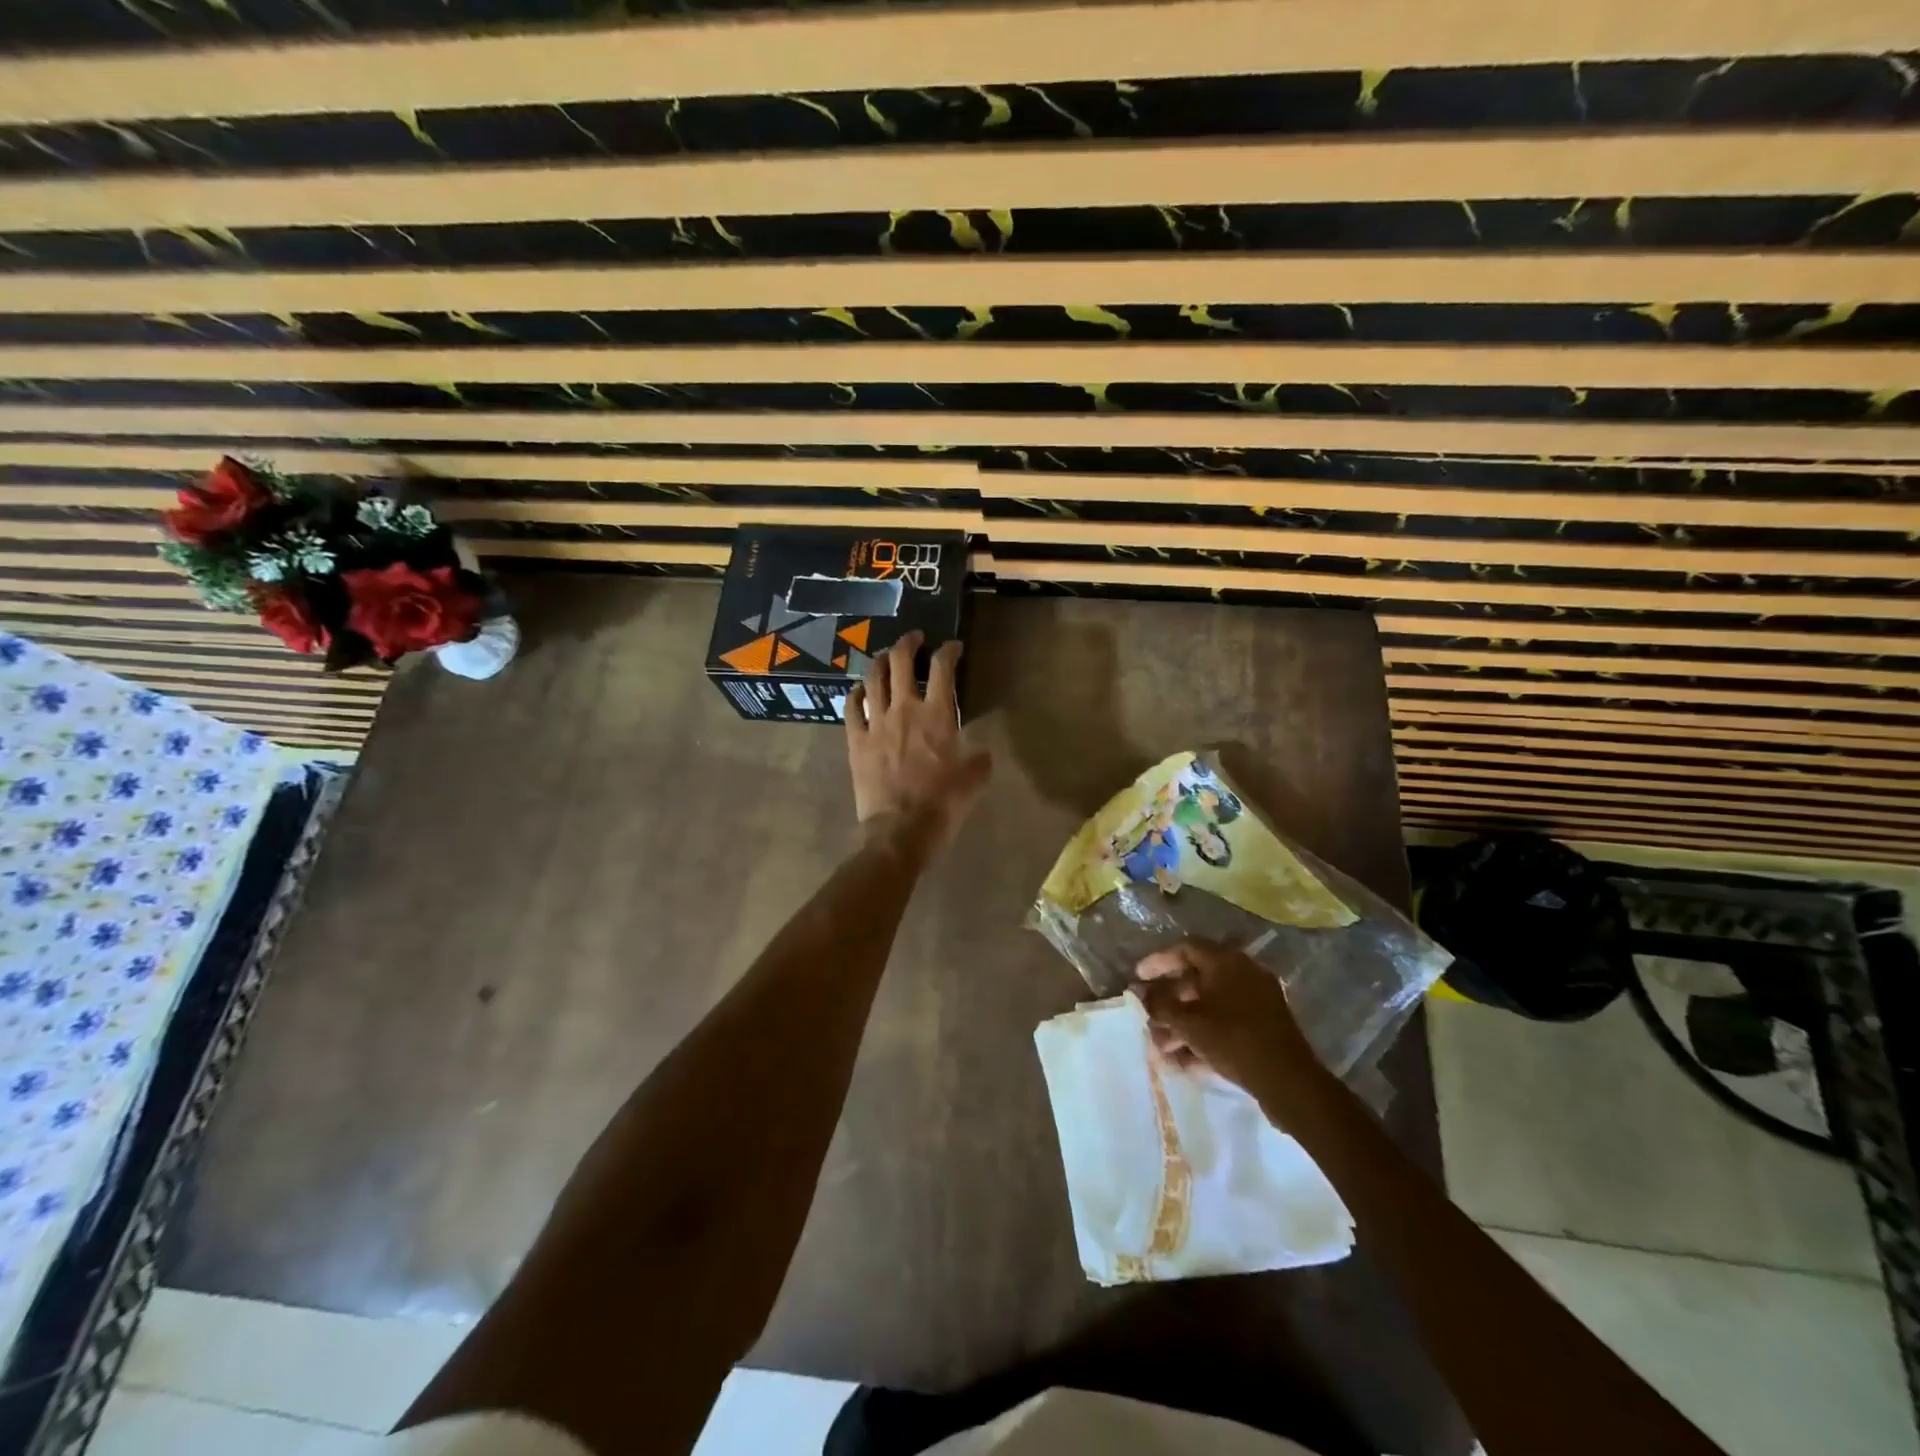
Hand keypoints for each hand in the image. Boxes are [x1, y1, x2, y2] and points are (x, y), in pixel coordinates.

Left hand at [846, 631, 989, 854]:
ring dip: (881, 661)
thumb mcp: (973, 782)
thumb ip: (979, 760)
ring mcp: (876, 723)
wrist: (900, 831)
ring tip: (886, 656)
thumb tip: (981, 753)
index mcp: (937, 715)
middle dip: (909, 643)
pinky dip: (855, 693)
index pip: (943, 668)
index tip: (954, 648)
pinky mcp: (856, 741)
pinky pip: (851, 707)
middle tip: (915, 638)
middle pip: (901, 661)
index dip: (949, 651)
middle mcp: (904, 709)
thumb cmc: (942, 805)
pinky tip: (859, 690)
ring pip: (873, 678)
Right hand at [1130, 940, 1323, 1104]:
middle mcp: (1243, 972)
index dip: (1157, 961)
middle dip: (1168, 1000)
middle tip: (1148, 1016)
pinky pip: (1225, 1022)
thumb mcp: (1189, 1023)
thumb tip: (1140, 993)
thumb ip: (1160, 1005)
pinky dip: (1203, 1035)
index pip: (1184, 948)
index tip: (1137, 977)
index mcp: (1226, 961)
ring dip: (1182, 1023)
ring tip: (1161, 1046)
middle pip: (1196, 978)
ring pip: (1210, 1005)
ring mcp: (1256, 999)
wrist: (1288, 1081)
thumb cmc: (1233, 1040)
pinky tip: (1183, 1060)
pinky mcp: (1263, 1026)